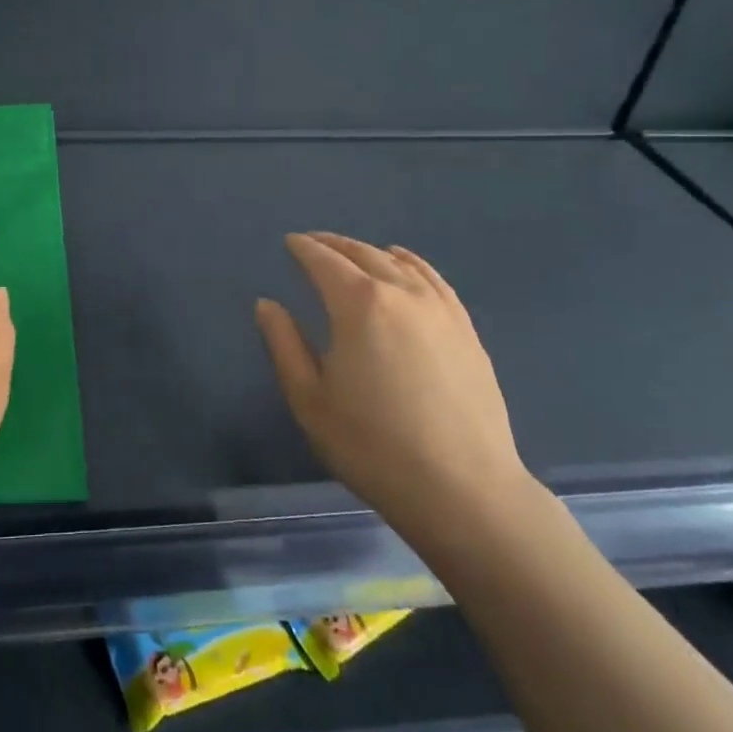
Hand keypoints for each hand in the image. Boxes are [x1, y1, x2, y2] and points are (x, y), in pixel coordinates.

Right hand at [255, 232, 533, 543]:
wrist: (461, 488)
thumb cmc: (372, 445)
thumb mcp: (310, 399)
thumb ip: (284, 344)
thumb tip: (267, 304)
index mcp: (358, 305)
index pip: (324, 261)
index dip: (304, 248)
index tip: (290, 242)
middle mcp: (401, 293)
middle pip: (363, 254)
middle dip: (334, 244)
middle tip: (314, 243)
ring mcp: (440, 309)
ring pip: (400, 262)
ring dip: (370, 251)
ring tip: (353, 253)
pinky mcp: (465, 328)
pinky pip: (434, 279)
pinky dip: (411, 263)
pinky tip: (404, 264)